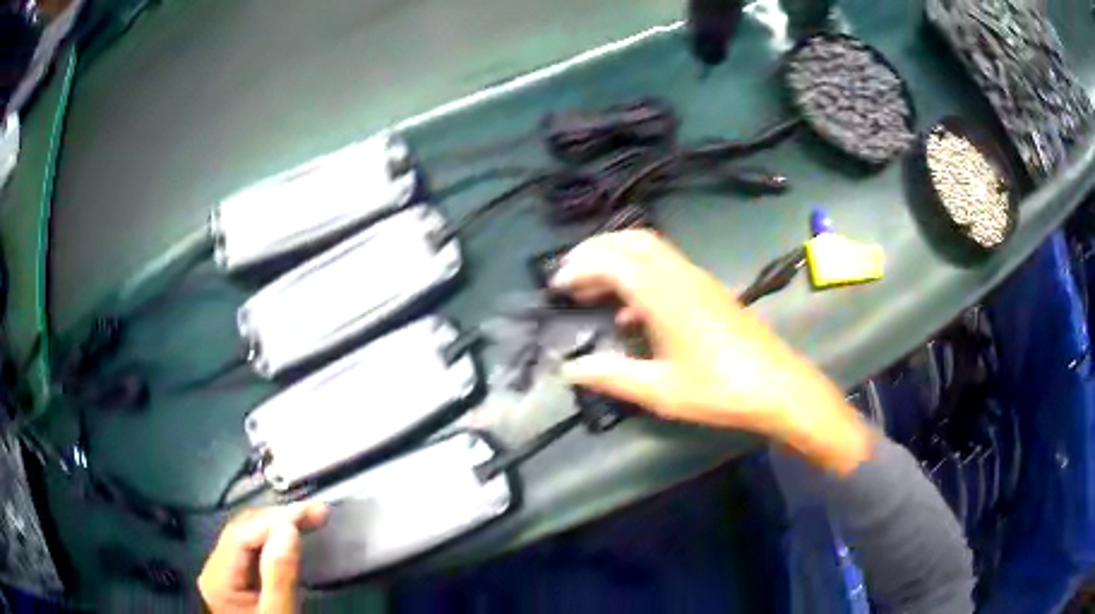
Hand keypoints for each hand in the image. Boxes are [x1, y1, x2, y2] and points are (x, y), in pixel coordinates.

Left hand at [198, 502, 327, 613]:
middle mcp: (214, 569)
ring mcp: (223, 573)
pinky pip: (252, 549)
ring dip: (277, 525)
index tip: (308, 513)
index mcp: (218, 579)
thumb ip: (280, 575)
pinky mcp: (236, 578)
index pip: (242, 535)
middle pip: (242, 531)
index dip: (274, 520)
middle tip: (315, 512)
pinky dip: (273, 538)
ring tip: (309, 518)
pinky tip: (290, 535)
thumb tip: (287, 528)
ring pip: (247, 536)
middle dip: (278, 518)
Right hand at [552, 230, 871, 474]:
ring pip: (651, 249)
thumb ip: (612, 376)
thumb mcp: (660, 390)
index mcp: (664, 296)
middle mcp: (680, 276)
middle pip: (632, 240)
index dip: (579, 267)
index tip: (556, 286)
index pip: (612, 262)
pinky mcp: (709, 290)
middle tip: (570, 275)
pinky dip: (639, 274)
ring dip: (617, 258)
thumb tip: (570, 369)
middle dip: (595, 250)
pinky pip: (666, 266)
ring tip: (593, 289)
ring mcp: (698, 280)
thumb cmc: (719, 389)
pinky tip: (631, 312)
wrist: (778, 386)